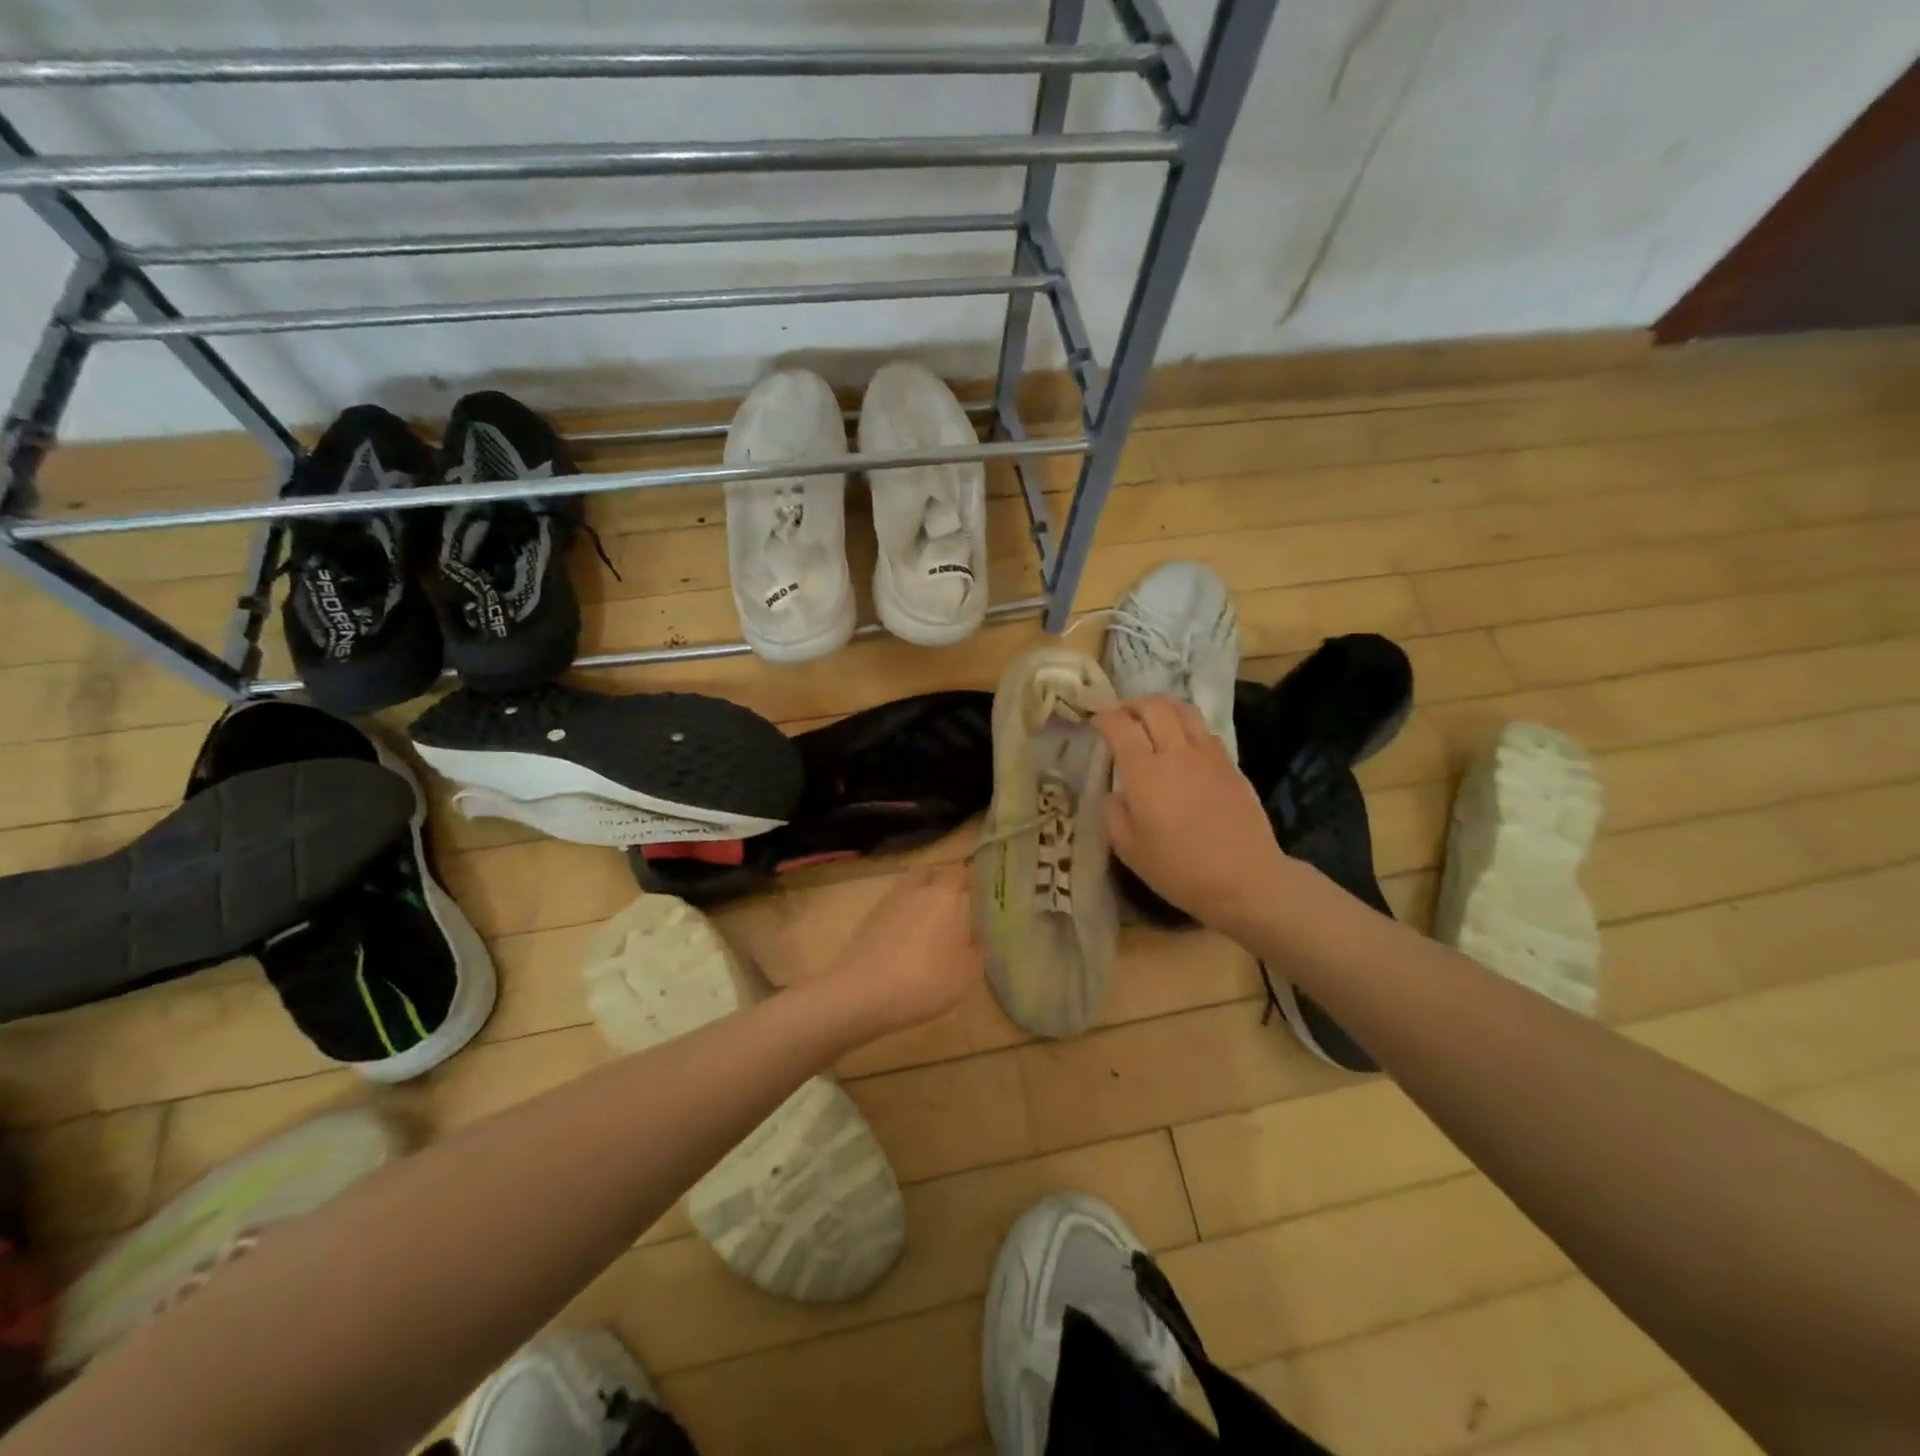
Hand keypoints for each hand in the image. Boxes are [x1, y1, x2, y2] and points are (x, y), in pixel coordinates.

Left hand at [831, 864, 984, 1039]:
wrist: (862, 994)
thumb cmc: (924, 979)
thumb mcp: (966, 974)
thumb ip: (975, 953)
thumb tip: (974, 942)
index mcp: (942, 895)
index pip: (958, 872)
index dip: (969, 877)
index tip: (979, 888)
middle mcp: (914, 891)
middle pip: (927, 873)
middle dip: (940, 881)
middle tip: (953, 901)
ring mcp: (886, 905)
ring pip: (906, 891)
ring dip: (918, 900)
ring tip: (930, 925)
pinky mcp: (867, 923)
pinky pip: (891, 912)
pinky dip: (901, 920)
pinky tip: (907, 943)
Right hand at [1093, 696, 1292, 936]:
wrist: (1245, 880)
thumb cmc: (1179, 870)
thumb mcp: (1129, 851)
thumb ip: (1114, 815)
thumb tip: (1115, 794)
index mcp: (1145, 773)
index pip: (1120, 726)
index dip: (1103, 718)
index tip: (1094, 722)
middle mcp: (1176, 753)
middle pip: (1154, 706)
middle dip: (1132, 704)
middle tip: (1122, 716)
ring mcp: (1208, 756)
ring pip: (1184, 710)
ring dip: (1163, 708)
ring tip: (1152, 720)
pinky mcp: (1230, 765)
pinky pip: (1205, 731)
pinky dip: (1187, 728)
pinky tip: (1183, 746)